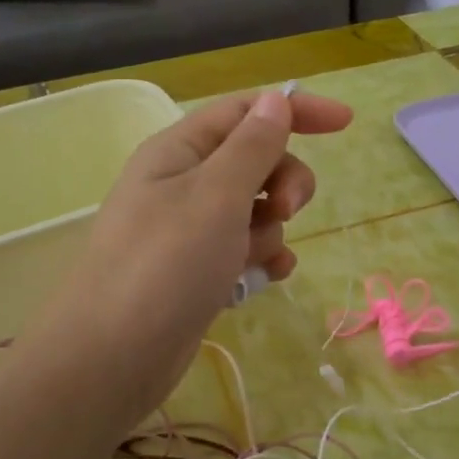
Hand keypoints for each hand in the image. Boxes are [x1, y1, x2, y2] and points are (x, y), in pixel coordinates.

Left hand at [23, 87, 352, 416]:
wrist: (113, 359)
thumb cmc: (164, 265)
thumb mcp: (215, 195)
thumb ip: (252, 146)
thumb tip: (276, 100)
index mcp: (179, 151)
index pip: (245, 111)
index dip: (295, 109)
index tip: (345, 123)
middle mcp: (182, 183)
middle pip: (255, 160)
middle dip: (283, 180)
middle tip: (285, 207)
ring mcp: (189, 230)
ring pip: (255, 209)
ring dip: (271, 228)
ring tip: (255, 258)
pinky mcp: (197, 271)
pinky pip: (245, 249)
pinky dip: (261, 258)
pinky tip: (266, 279)